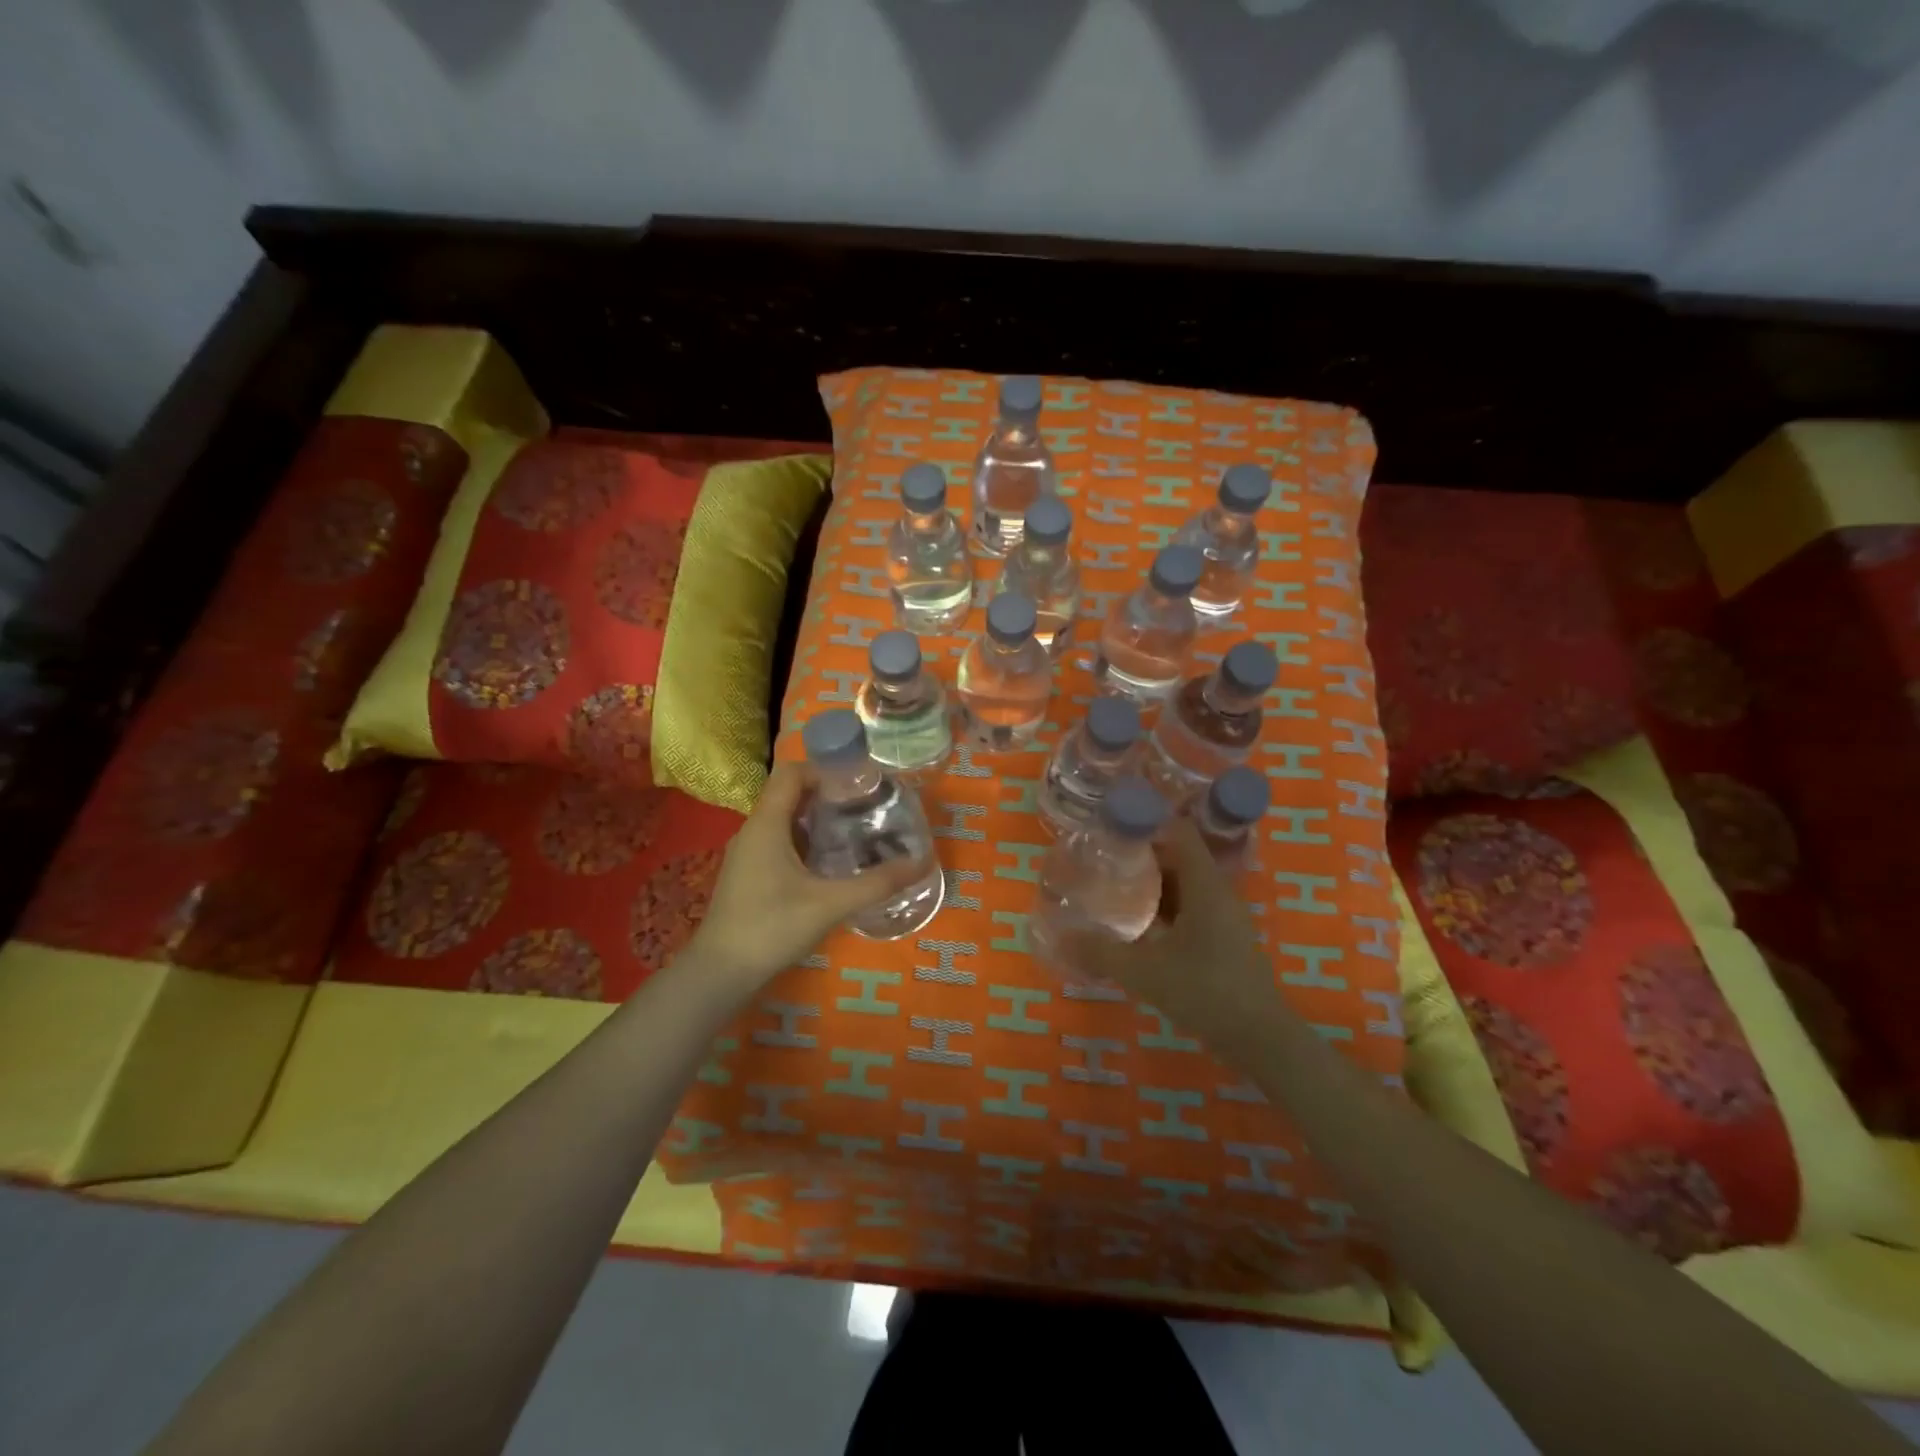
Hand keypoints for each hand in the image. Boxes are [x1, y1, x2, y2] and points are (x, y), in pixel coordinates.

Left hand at [685, 762, 926, 987]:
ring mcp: (748, 854)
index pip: (791, 773)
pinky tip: (830, 863)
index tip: (859, 781)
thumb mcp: (831, 904)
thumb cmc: (772, 927)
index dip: (825, 769)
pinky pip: (779, 842)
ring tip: (855, 829)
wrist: (720, 972)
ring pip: (784, 820)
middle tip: (866, 804)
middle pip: (790, 794)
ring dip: (817, 819)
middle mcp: (753, 830)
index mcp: (766, 824)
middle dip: (827, 794)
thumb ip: (877, 883)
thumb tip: (921, 863)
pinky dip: (805, 841)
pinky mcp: (748, 874)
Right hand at [1059, 818, 1276, 1049]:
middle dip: (1139, 854)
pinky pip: (1187, 908)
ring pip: (1182, 885)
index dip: (1146, 821)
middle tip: (1101, 856)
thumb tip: (1062, 937)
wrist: (1261, 1040)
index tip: (1111, 824)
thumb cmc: (1207, 992)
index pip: (1178, 832)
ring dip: (1150, 883)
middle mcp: (1216, 893)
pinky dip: (1161, 908)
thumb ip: (1102, 952)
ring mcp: (1221, 917)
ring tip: (1110, 884)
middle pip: (1177, 856)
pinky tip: (1135, 924)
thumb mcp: (1145, 972)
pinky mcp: (1221, 939)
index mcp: (1204, 886)